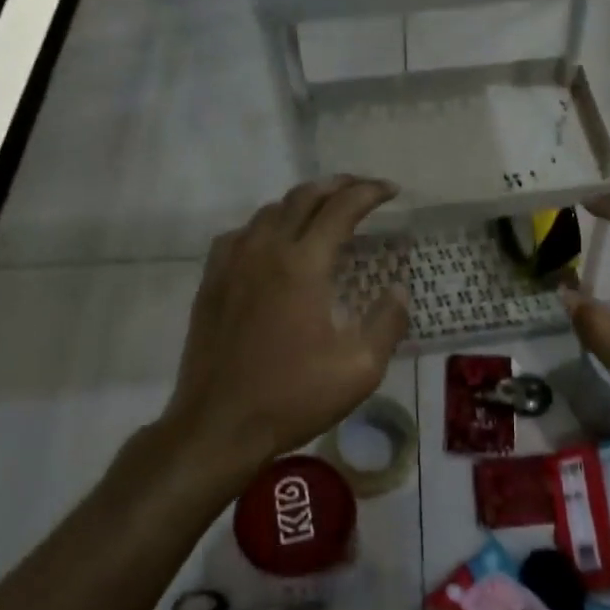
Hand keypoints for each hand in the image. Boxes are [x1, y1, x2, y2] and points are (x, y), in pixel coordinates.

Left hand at [162, 177, 408, 474]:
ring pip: (268, 211)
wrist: (218, 425)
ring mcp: (232, 264)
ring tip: (324, 210)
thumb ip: (387, 322)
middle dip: (338, 185)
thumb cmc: (293, 397)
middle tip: (363, 189)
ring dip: (301, 202)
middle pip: (303, 197)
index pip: (341, 208)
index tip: (392, 190)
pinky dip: (266, 225)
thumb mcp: (359, 368)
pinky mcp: (211, 283)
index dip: (369, 192)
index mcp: (303, 265)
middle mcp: (265, 251)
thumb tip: (399, 290)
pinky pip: (240, 234)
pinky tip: (273, 242)